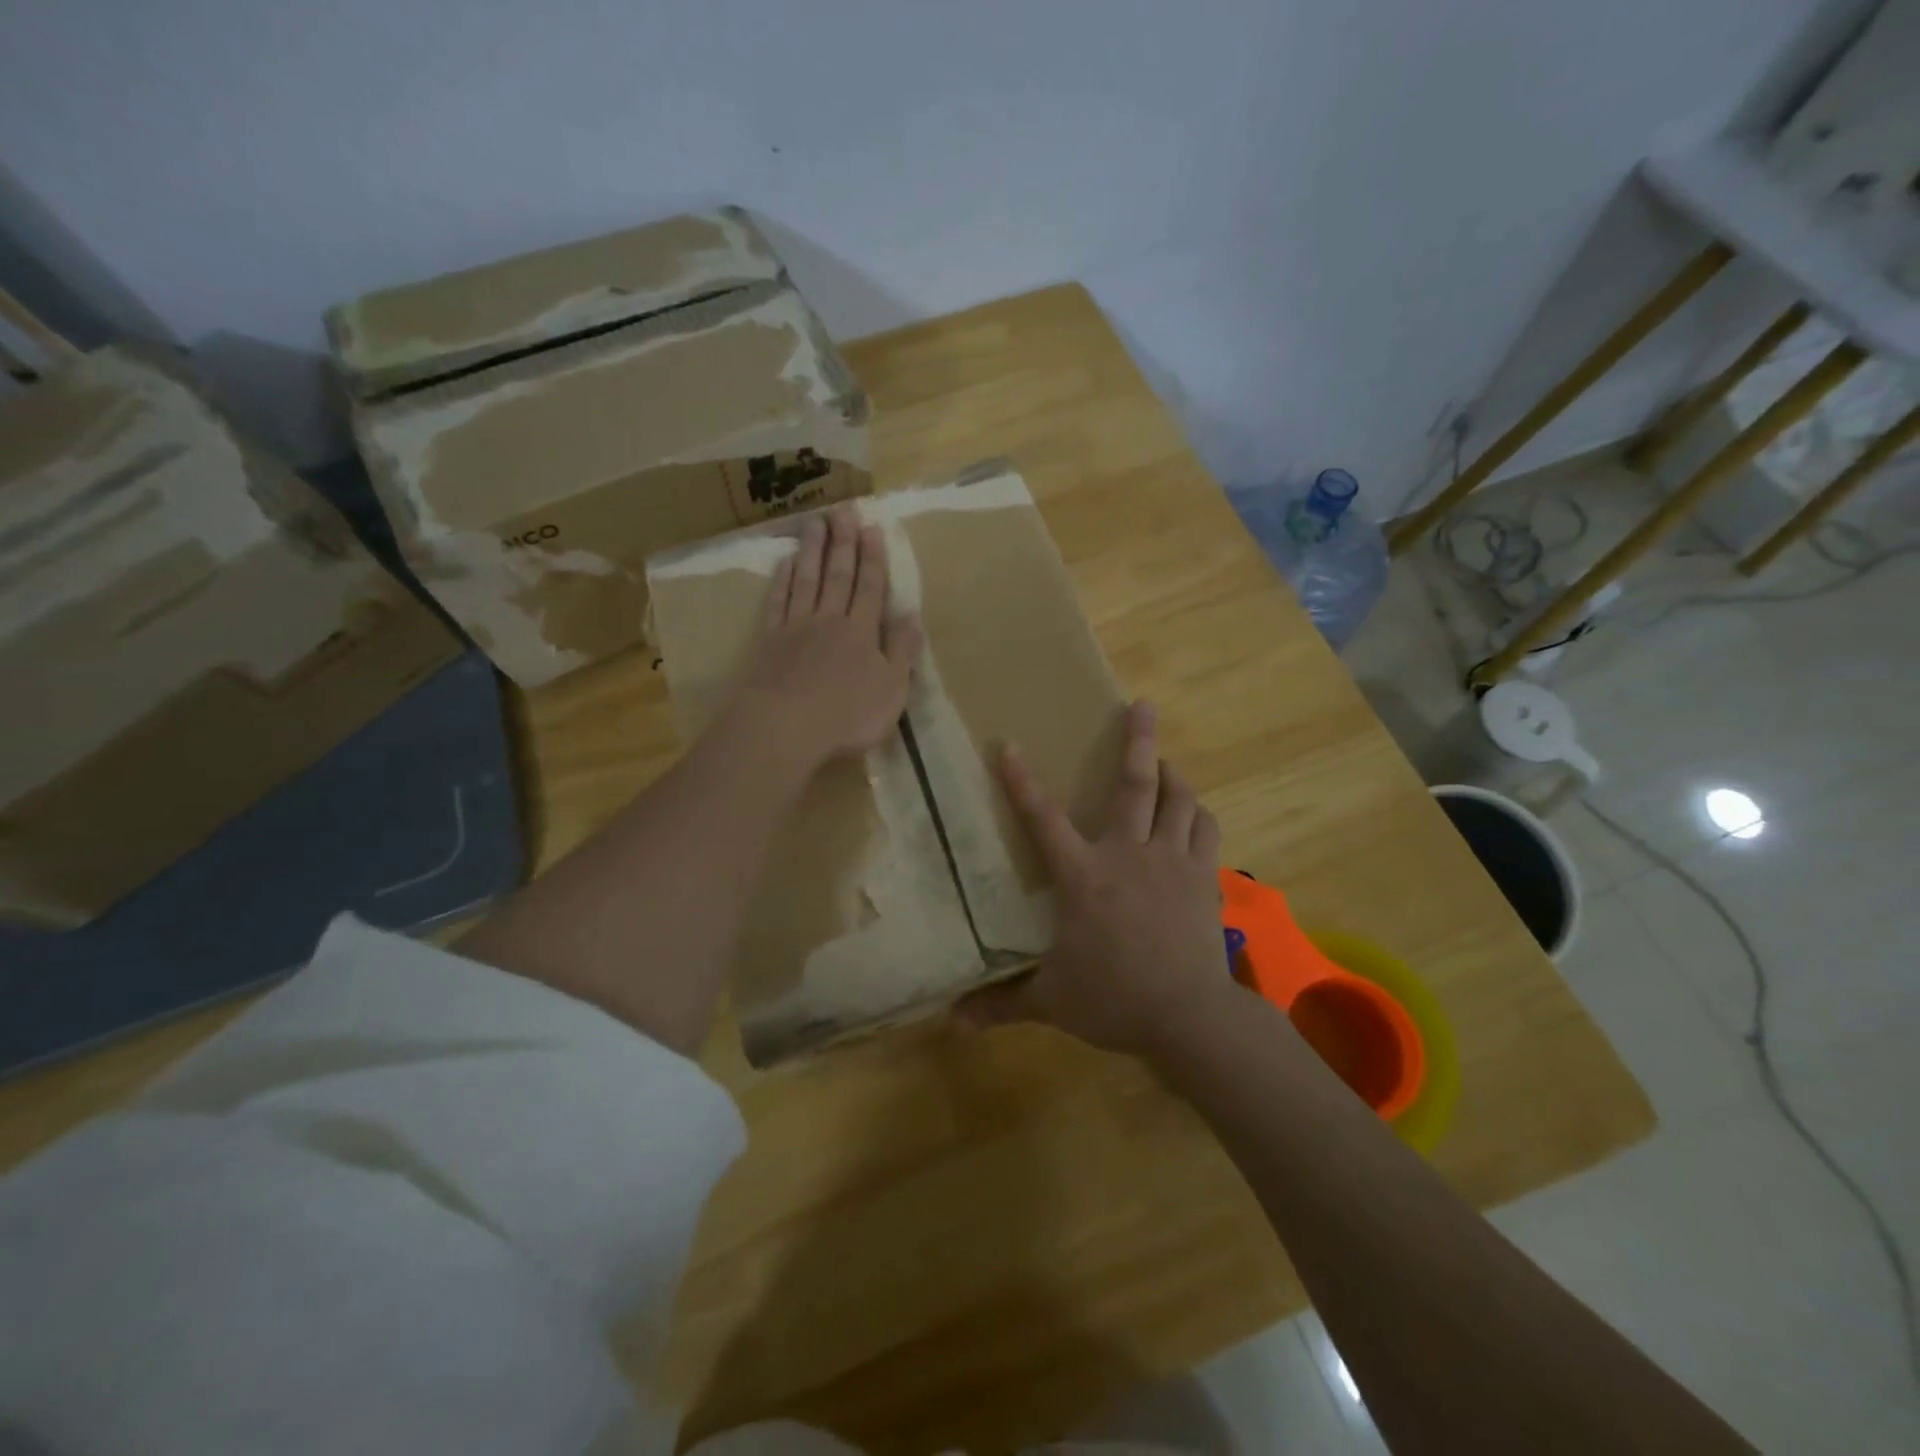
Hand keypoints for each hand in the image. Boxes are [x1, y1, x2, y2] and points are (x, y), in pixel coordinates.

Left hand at [726, 504, 923, 772]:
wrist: (785, 727)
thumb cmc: (847, 715)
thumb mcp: (892, 690)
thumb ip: (902, 651)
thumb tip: (912, 615)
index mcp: (863, 632)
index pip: (871, 587)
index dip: (873, 558)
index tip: (872, 527)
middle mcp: (830, 620)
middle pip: (838, 575)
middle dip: (843, 542)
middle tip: (843, 510)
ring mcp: (796, 628)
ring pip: (807, 580)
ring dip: (812, 550)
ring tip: (815, 521)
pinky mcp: (769, 642)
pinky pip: (778, 602)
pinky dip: (783, 581)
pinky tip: (786, 563)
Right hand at [959, 700, 1233, 1058]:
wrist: (1188, 1016)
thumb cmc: (1113, 999)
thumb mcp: (1051, 1001)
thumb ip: (1003, 1003)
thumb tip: (953, 1020)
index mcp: (1083, 876)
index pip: (1043, 819)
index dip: (1021, 781)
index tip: (1008, 745)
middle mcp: (1128, 854)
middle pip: (1135, 785)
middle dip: (1138, 740)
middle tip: (1143, 705)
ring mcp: (1172, 861)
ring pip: (1179, 800)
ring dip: (1173, 775)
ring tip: (1166, 762)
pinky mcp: (1203, 876)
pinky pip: (1206, 829)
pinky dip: (1198, 814)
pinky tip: (1193, 812)